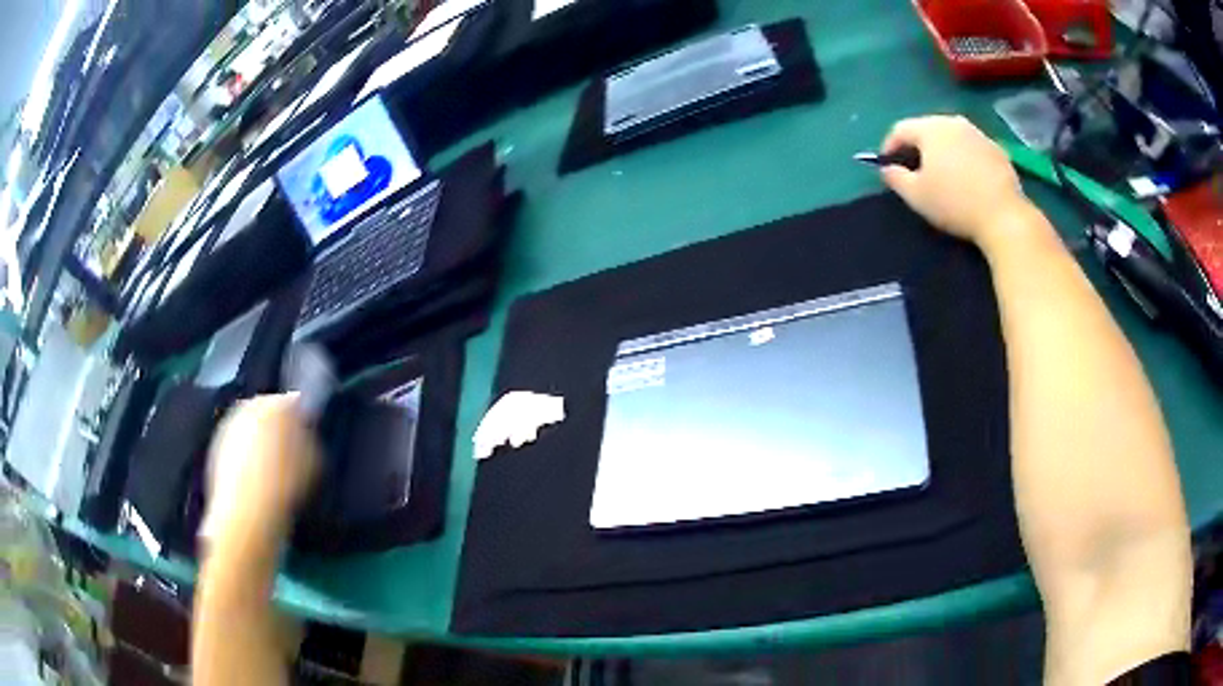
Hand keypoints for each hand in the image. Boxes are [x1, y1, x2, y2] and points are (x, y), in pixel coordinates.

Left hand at [201, 394, 320, 547]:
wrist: (247, 513)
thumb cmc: (285, 487)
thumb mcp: (314, 463)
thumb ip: (310, 440)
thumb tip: (305, 434)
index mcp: (276, 404)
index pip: (294, 403)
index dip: (302, 420)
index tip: (307, 437)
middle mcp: (249, 406)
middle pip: (267, 411)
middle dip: (277, 426)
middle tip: (289, 451)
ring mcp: (229, 425)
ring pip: (249, 427)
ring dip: (259, 441)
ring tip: (271, 468)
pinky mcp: (216, 446)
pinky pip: (237, 445)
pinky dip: (245, 455)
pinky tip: (255, 478)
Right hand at [879, 116, 1034, 245]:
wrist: (1004, 216)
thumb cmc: (954, 203)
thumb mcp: (916, 195)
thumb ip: (895, 178)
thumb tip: (886, 168)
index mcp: (930, 128)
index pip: (901, 129)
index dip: (889, 146)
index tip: (886, 165)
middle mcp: (953, 122)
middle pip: (927, 128)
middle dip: (917, 146)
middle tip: (913, 168)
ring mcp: (978, 134)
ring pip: (951, 137)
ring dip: (942, 150)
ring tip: (941, 173)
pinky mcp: (997, 150)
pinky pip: (971, 148)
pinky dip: (963, 158)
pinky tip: (966, 179)